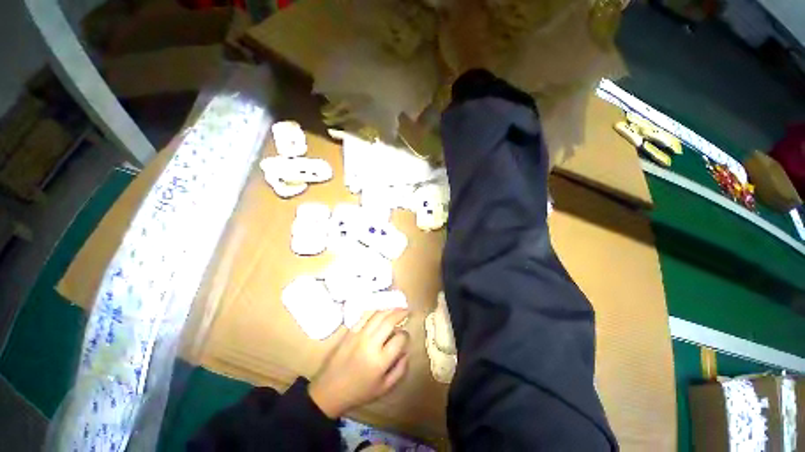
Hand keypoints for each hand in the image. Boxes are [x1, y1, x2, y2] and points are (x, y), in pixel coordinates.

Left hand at [309, 310, 410, 417]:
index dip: (406, 336)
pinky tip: (381, 310)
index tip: (405, 337)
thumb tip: (407, 351)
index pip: (400, 338)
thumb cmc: (359, 392)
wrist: (329, 391)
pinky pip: (365, 316)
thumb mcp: (384, 388)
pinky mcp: (350, 331)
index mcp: (380, 360)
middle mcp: (370, 344)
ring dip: (390, 308)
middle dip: (401, 313)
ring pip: (378, 314)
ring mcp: (358, 335)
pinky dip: (375, 311)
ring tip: (397, 306)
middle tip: (407, 310)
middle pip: (389, 321)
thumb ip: (400, 369)